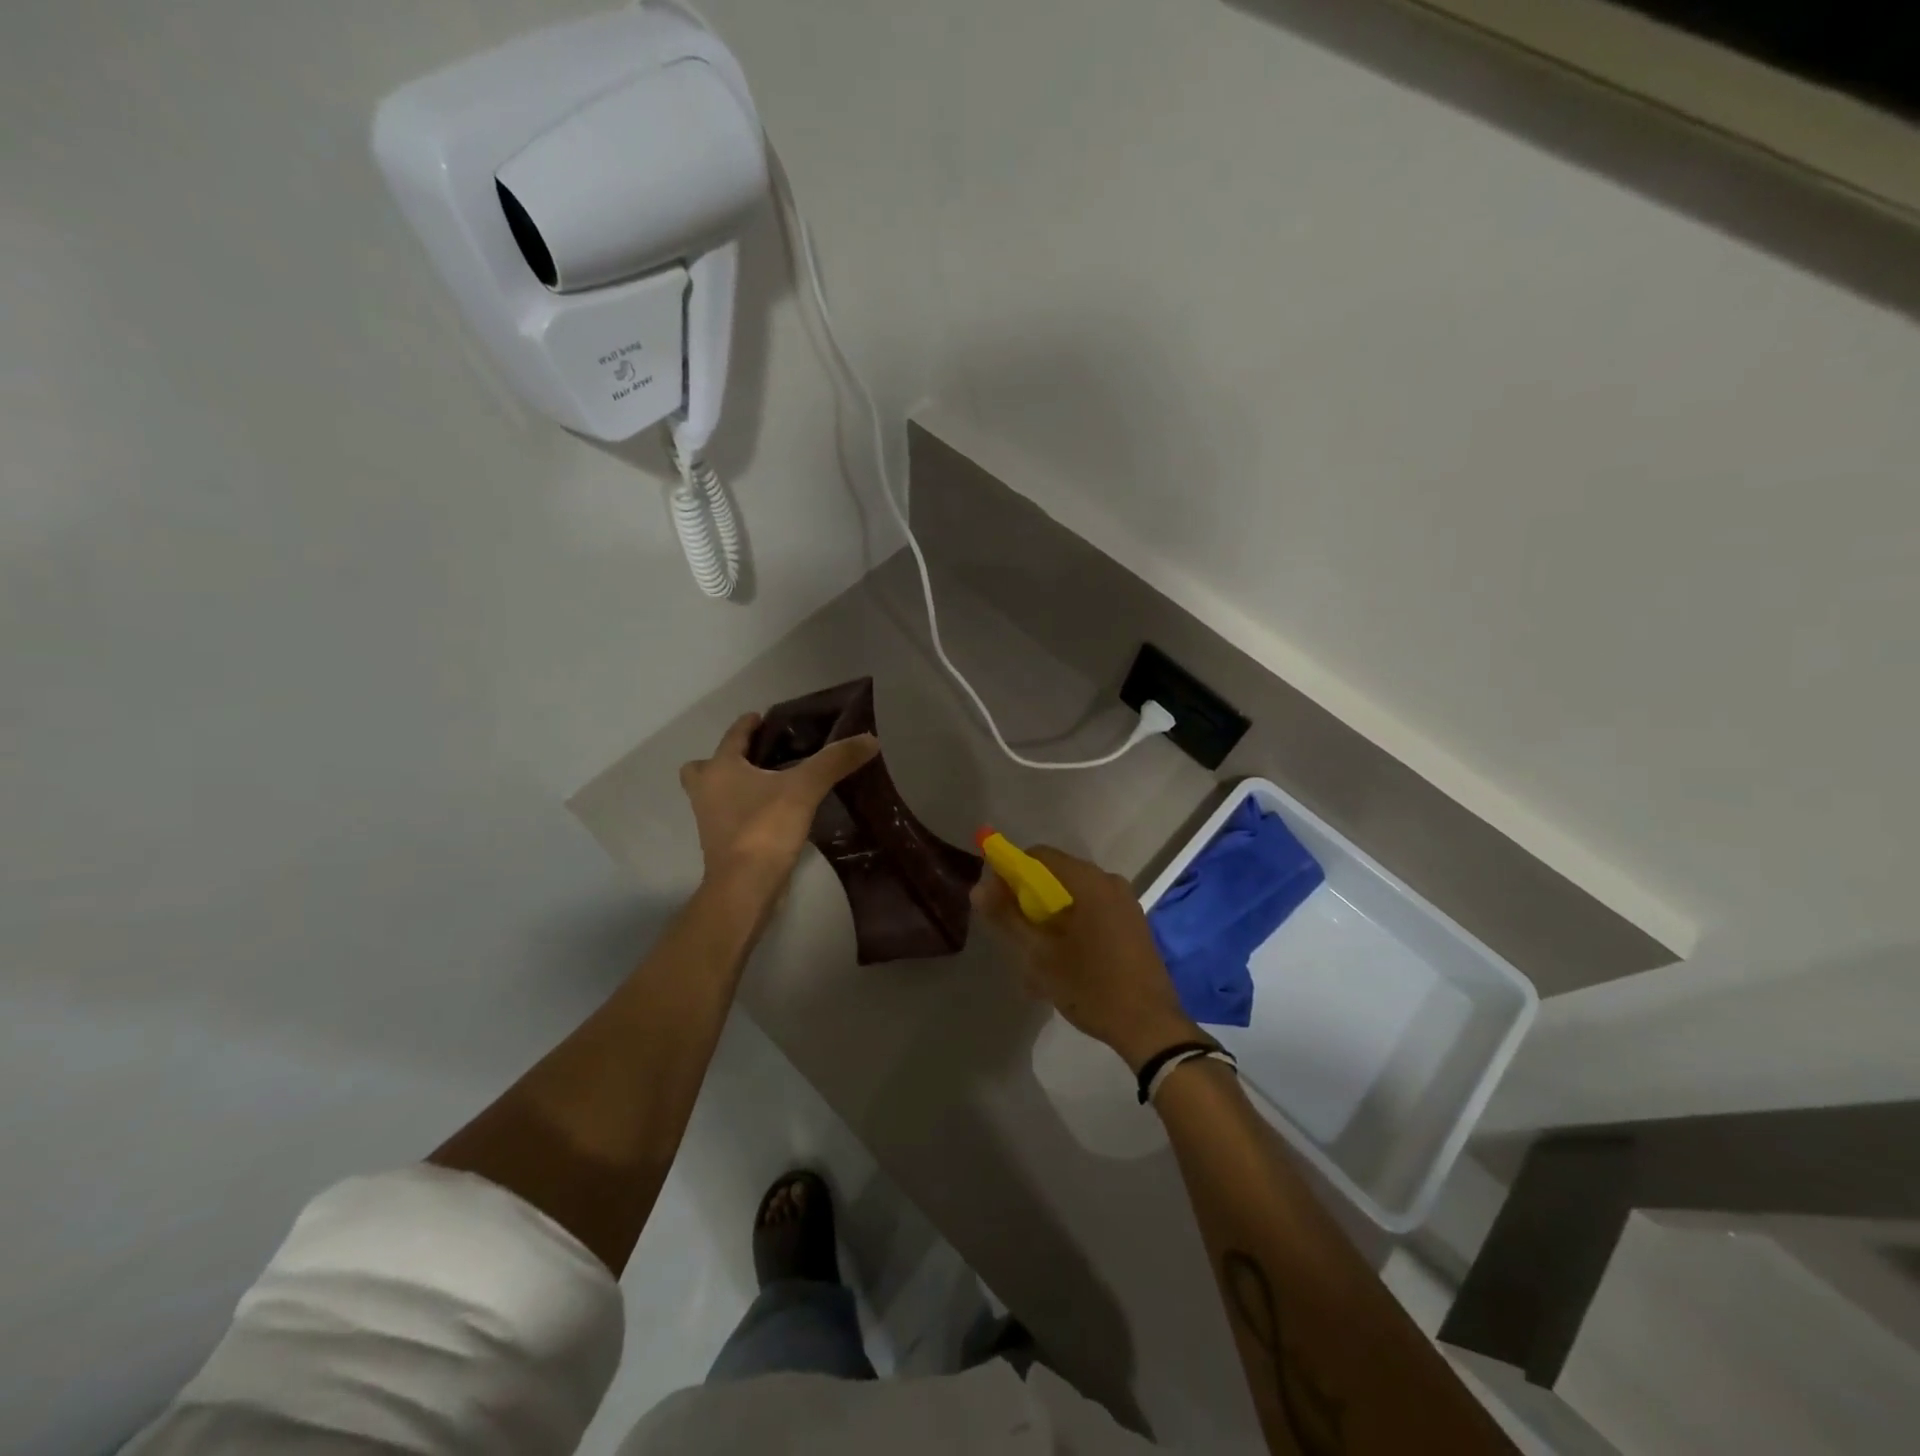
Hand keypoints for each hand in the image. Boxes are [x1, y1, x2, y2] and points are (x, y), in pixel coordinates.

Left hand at [679, 712, 878, 893]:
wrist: (744, 886)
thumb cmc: (766, 828)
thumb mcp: (805, 789)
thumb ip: (835, 761)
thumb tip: (869, 738)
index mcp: (721, 768)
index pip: (733, 736)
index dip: (748, 724)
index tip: (762, 717)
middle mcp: (706, 791)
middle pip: (704, 767)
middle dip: (726, 760)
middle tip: (756, 758)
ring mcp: (709, 821)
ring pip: (714, 794)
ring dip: (732, 787)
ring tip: (768, 786)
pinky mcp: (720, 845)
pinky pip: (728, 817)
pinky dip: (743, 812)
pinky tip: (772, 815)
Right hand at [972, 845, 1207, 1072]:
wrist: (1150, 1027)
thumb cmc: (1091, 986)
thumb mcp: (1040, 955)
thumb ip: (1007, 918)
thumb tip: (979, 888)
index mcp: (1089, 882)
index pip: (1039, 856)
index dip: (1011, 872)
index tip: (996, 902)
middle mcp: (1110, 883)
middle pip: (1056, 878)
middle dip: (1029, 904)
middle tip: (1014, 939)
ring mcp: (1125, 905)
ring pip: (1073, 902)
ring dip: (1048, 924)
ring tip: (1034, 965)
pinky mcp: (1133, 926)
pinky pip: (1092, 916)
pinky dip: (1071, 932)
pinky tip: (1060, 968)